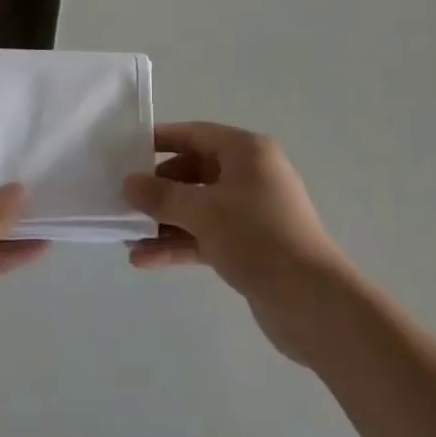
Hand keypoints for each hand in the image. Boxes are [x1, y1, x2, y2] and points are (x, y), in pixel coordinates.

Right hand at [123, 122, 351, 366]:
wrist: (312, 302)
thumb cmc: (257, 237)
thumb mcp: (203, 211)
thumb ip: (161, 196)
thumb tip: (129, 183)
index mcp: (247, 151)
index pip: (195, 134)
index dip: (160, 140)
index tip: (127, 150)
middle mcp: (250, 174)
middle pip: (195, 171)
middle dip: (159, 188)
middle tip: (123, 199)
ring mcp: (251, 212)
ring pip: (199, 207)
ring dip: (165, 221)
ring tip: (126, 235)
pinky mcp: (250, 246)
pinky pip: (207, 235)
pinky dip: (180, 243)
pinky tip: (145, 259)